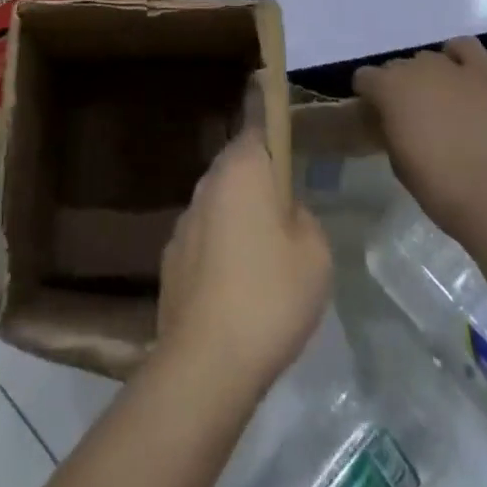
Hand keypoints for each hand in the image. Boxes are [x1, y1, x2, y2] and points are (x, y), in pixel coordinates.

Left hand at [157, 127, 330, 394]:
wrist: (207, 361)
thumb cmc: (270, 295)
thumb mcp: (315, 253)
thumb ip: (304, 217)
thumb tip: (286, 213)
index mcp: (242, 169)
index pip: (257, 125)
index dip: (272, 125)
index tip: (286, 131)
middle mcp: (207, 182)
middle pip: (237, 165)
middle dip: (259, 179)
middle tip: (286, 210)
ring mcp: (184, 220)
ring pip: (219, 203)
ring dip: (238, 216)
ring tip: (264, 257)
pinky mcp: (171, 257)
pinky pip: (204, 239)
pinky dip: (219, 250)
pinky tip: (235, 287)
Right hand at [353, 38, 486, 235]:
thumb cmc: (440, 187)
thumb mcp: (397, 162)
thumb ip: (390, 129)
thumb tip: (394, 120)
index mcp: (388, 88)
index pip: (365, 78)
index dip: (370, 96)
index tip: (378, 115)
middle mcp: (416, 67)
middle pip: (399, 66)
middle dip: (401, 86)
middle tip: (413, 114)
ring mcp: (453, 66)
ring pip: (430, 58)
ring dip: (429, 76)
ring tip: (442, 101)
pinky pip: (466, 48)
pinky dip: (460, 57)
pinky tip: (462, 75)